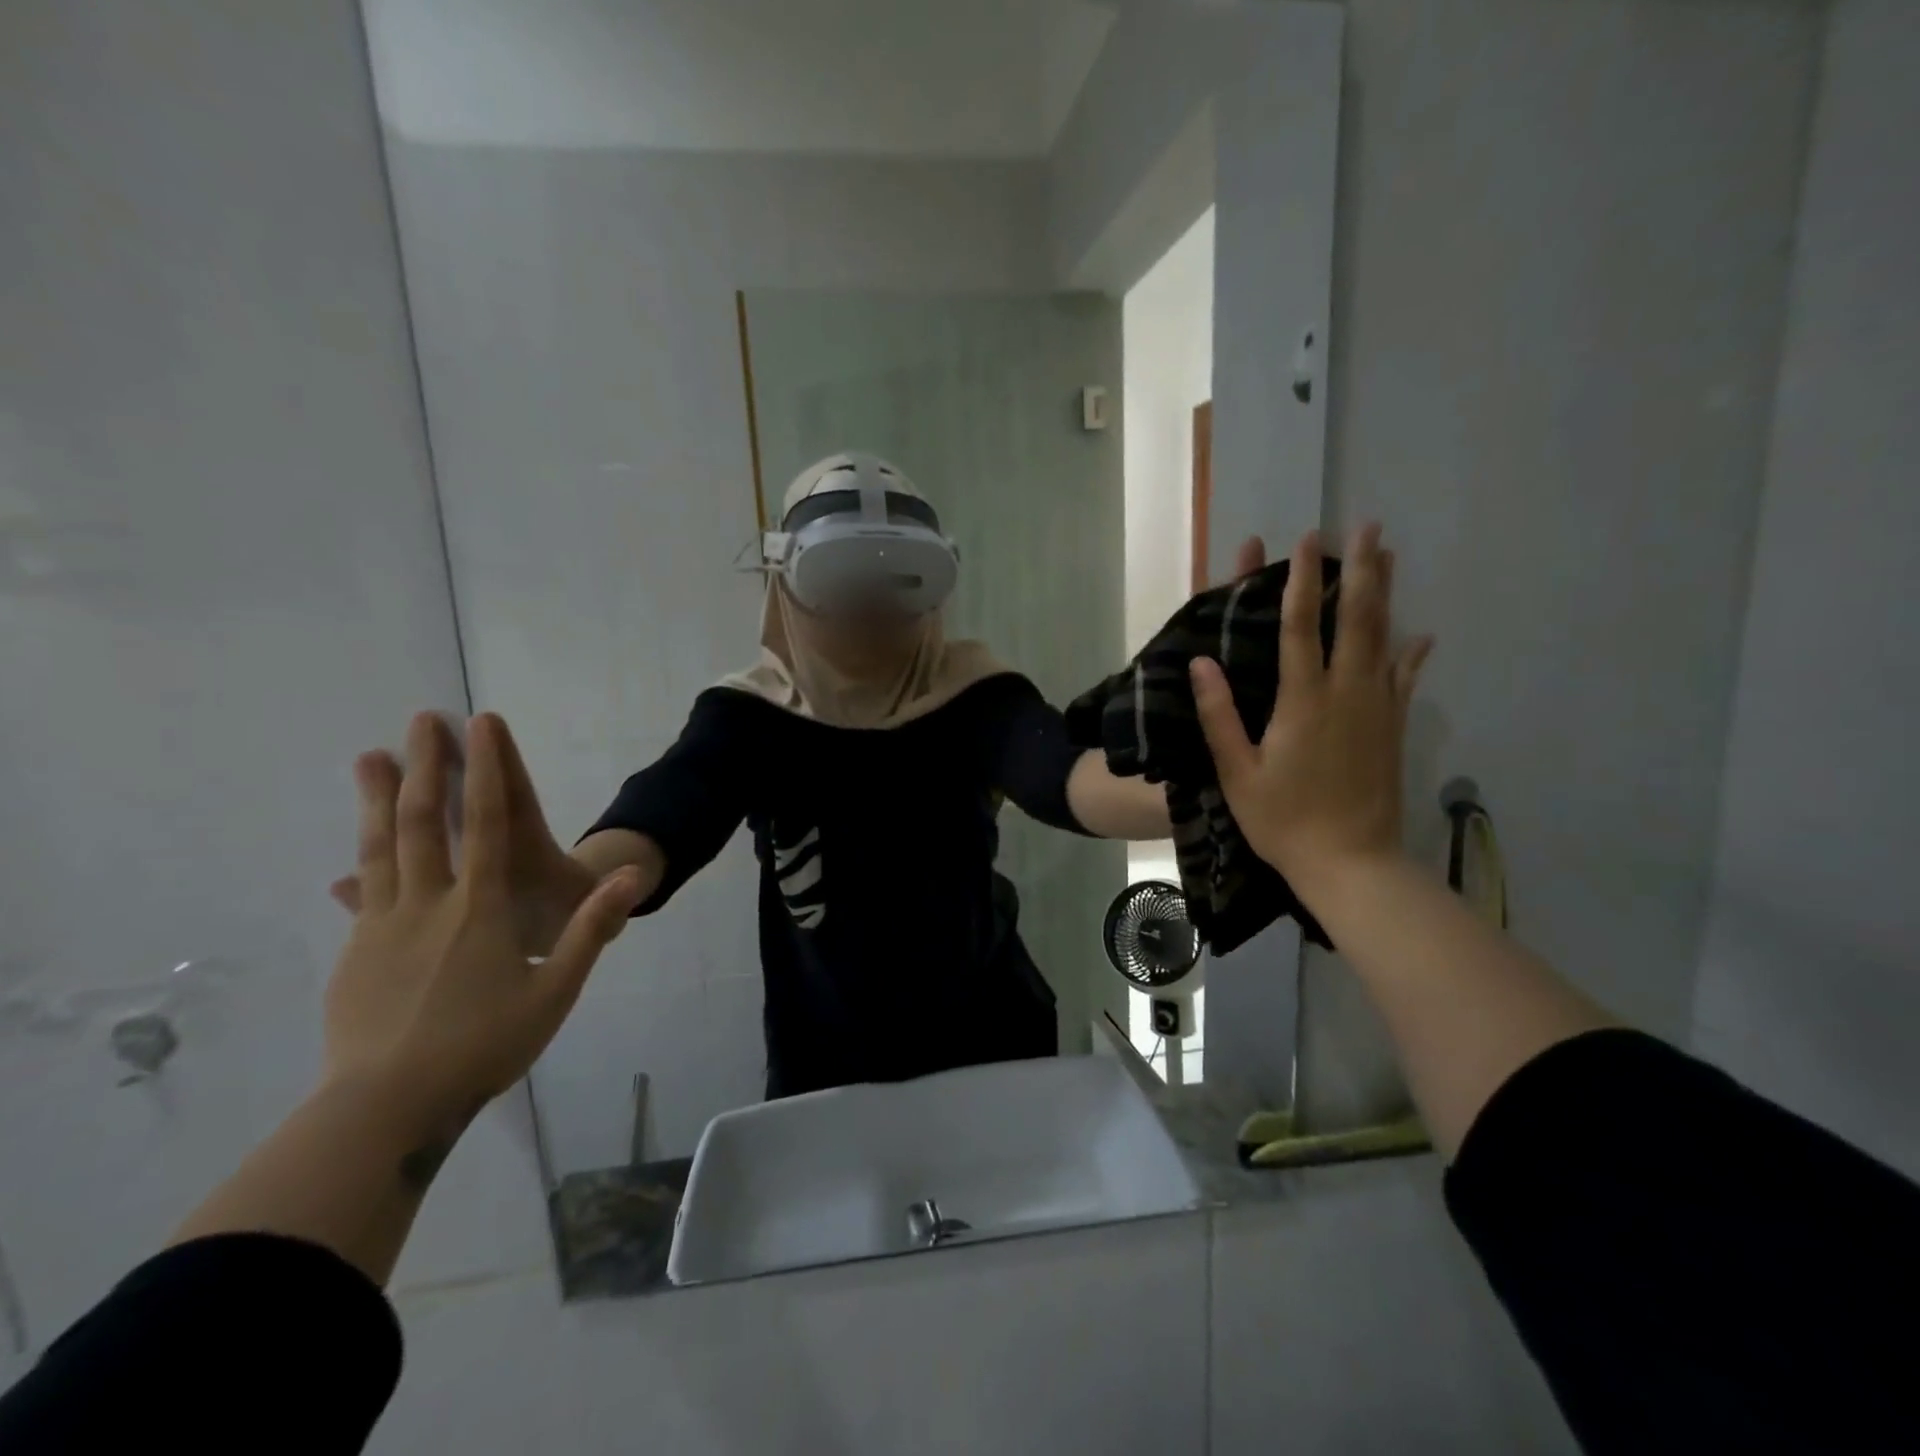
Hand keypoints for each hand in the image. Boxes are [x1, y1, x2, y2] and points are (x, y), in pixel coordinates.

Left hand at [324, 712, 643, 1110]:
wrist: (386, 1107)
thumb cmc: (484, 1045)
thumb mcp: (556, 990)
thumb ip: (591, 928)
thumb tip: (635, 877)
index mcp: (479, 908)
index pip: (485, 823)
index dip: (485, 769)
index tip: (480, 724)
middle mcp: (429, 902)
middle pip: (422, 821)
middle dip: (425, 766)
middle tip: (420, 720)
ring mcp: (383, 925)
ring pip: (380, 847)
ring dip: (376, 798)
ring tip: (369, 758)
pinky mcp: (356, 952)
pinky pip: (361, 893)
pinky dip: (359, 863)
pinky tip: (347, 860)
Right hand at [1190, 524, 1433, 891]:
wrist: (1351, 863)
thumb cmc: (1284, 820)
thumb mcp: (1238, 773)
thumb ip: (1219, 716)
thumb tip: (1200, 663)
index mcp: (1303, 701)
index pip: (1300, 628)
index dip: (1299, 582)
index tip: (1304, 543)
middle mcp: (1347, 693)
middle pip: (1355, 619)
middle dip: (1359, 570)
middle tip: (1367, 526)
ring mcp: (1377, 708)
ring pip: (1385, 639)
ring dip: (1386, 594)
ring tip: (1390, 556)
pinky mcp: (1393, 728)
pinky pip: (1405, 679)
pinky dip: (1412, 652)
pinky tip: (1422, 634)